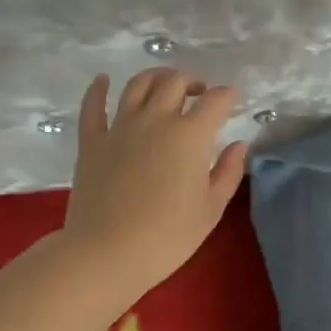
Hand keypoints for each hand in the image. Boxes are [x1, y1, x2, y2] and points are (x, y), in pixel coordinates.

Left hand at [60, 68, 248, 298]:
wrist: (106, 254)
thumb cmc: (168, 236)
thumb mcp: (211, 209)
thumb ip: (229, 172)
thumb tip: (238, 145)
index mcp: (190, 135)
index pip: (215, 101)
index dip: (227, 96)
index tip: (232, 99)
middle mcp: (156, 120)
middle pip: (175, 82)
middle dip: (192, 81)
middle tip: (200, 93)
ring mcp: (120, 127)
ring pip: (138, 85)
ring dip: (156, 77)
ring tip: (165, 84)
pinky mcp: (91, 141)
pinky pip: (93, 106)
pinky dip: (98, 89)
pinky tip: (103, 80)